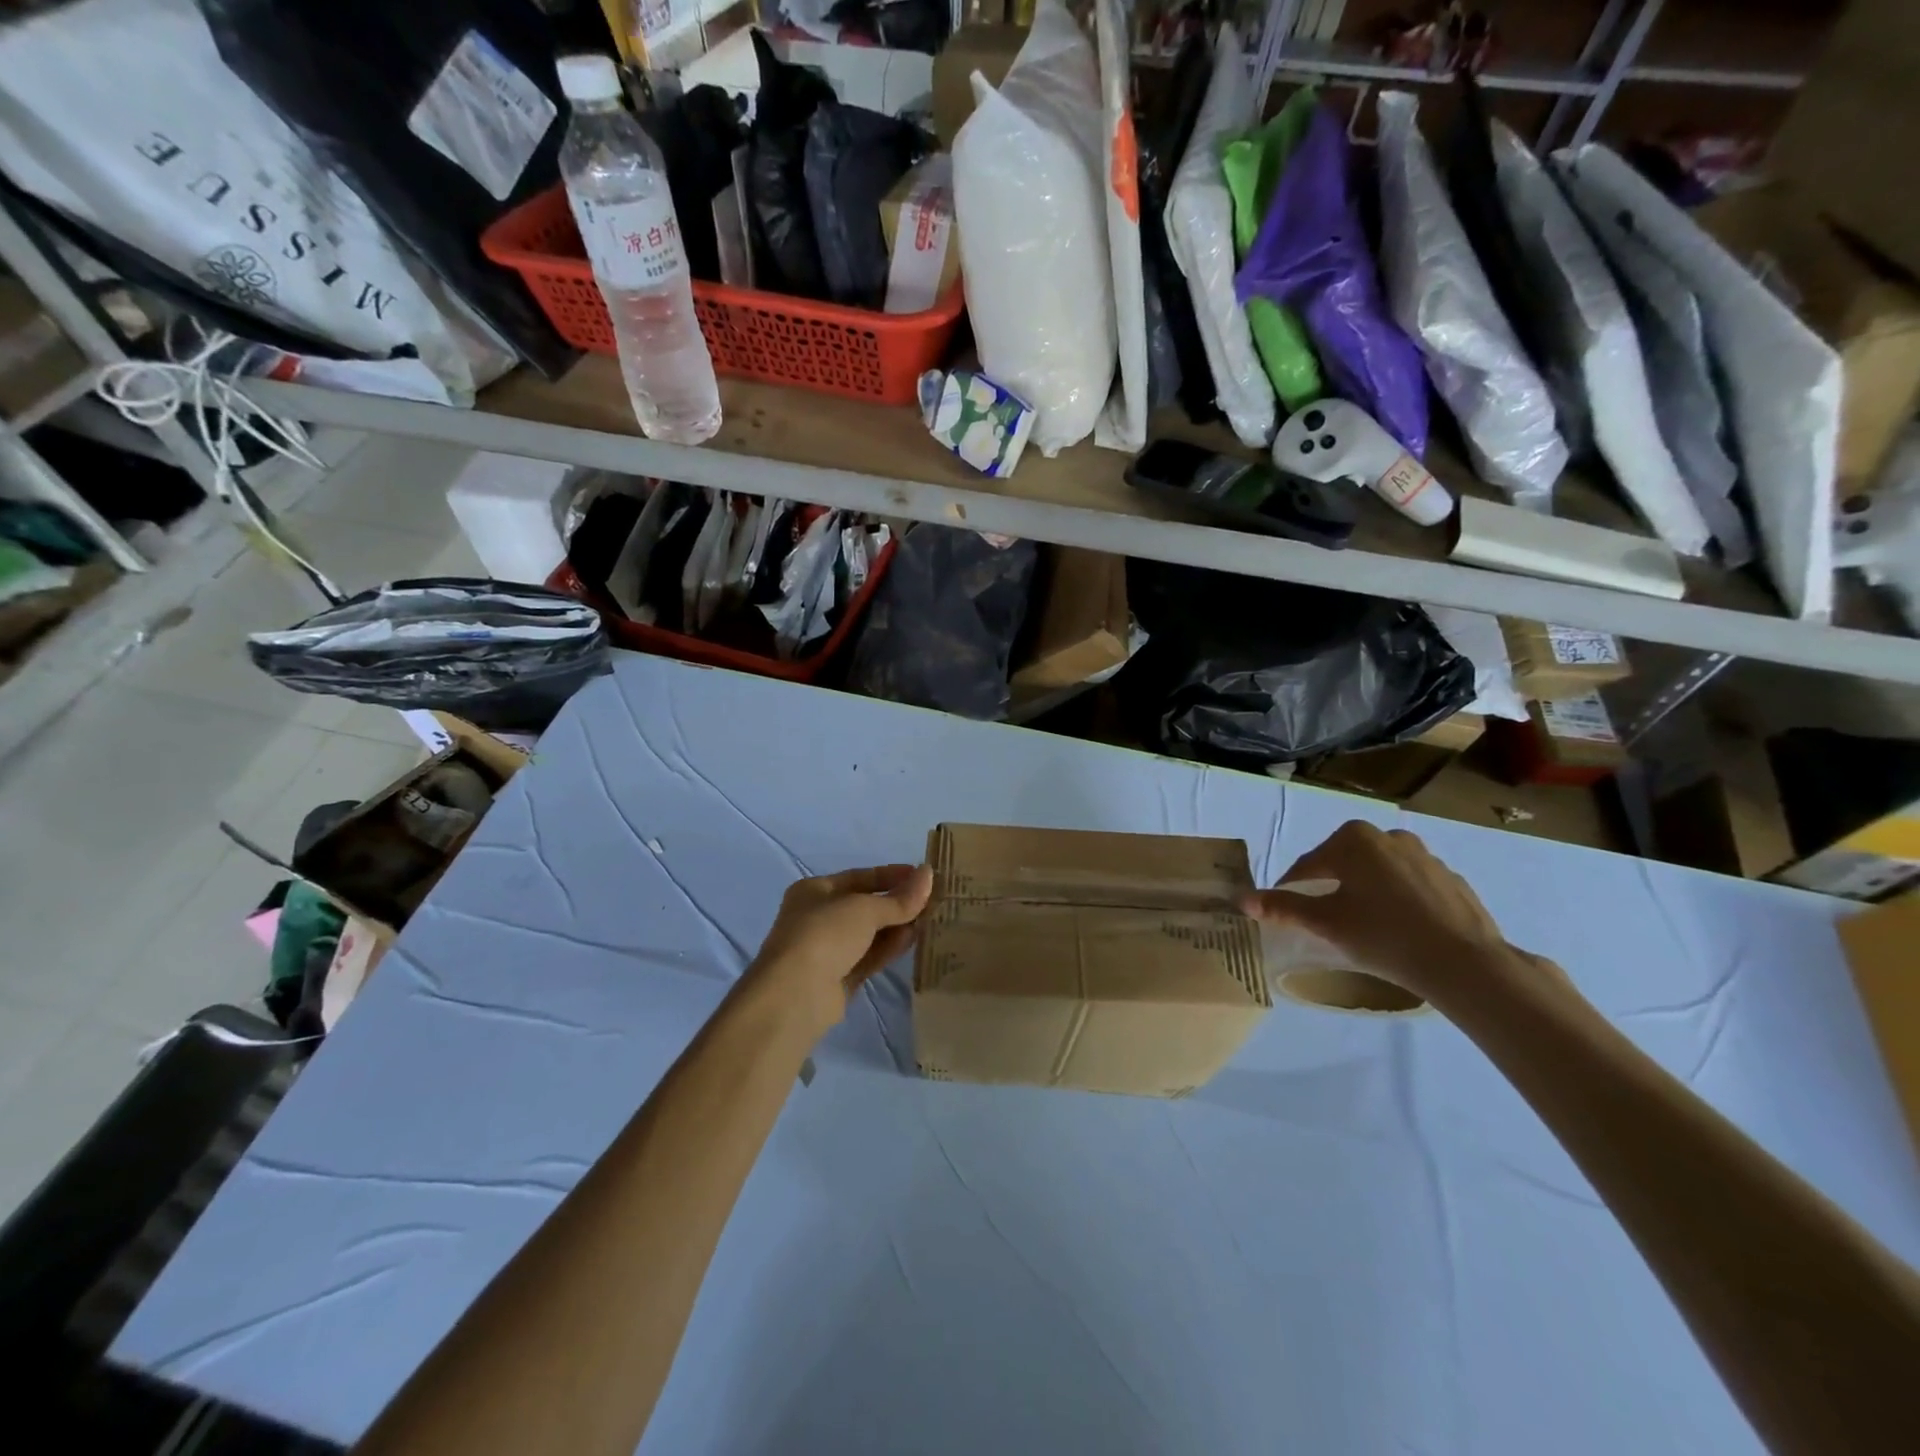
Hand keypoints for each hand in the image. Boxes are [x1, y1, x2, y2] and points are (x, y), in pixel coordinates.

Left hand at [741, 864, 933, 1041]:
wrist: (795, 994)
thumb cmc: (825, 934)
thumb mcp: (865, 909)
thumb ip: (900, 897)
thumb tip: (929, 875)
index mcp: (815, 891)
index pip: (859, 877)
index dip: (891, 875)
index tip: (921, 876)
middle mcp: (818, 917)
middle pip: (865, 906)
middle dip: (897, 902)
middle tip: (932, 900)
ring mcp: (827, 950)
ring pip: (869, 934)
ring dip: (897, 925)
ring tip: (929, 918)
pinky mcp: (838, 979)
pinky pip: (869, 957)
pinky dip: (889, 947)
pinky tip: (913, 939)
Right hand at [1240, 821, 1550, 1009]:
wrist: (1464, 962)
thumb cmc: (1383, 935)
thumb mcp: (1326, 922)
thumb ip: (1283, 907)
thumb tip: (1243, 901)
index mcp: (1353, 839)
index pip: (1309, 864)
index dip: (1292, 888)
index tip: (1285, 912)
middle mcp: (1389, 836)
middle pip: (1344, 862)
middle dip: (1330, 885)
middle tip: (1323, 917)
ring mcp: (1425, 855)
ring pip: (1379, 872)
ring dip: (1365, 891)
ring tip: (1362, 924)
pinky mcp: (1451, 879)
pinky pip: (1411, 885)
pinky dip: (1398, 900)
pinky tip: (1399, 928)